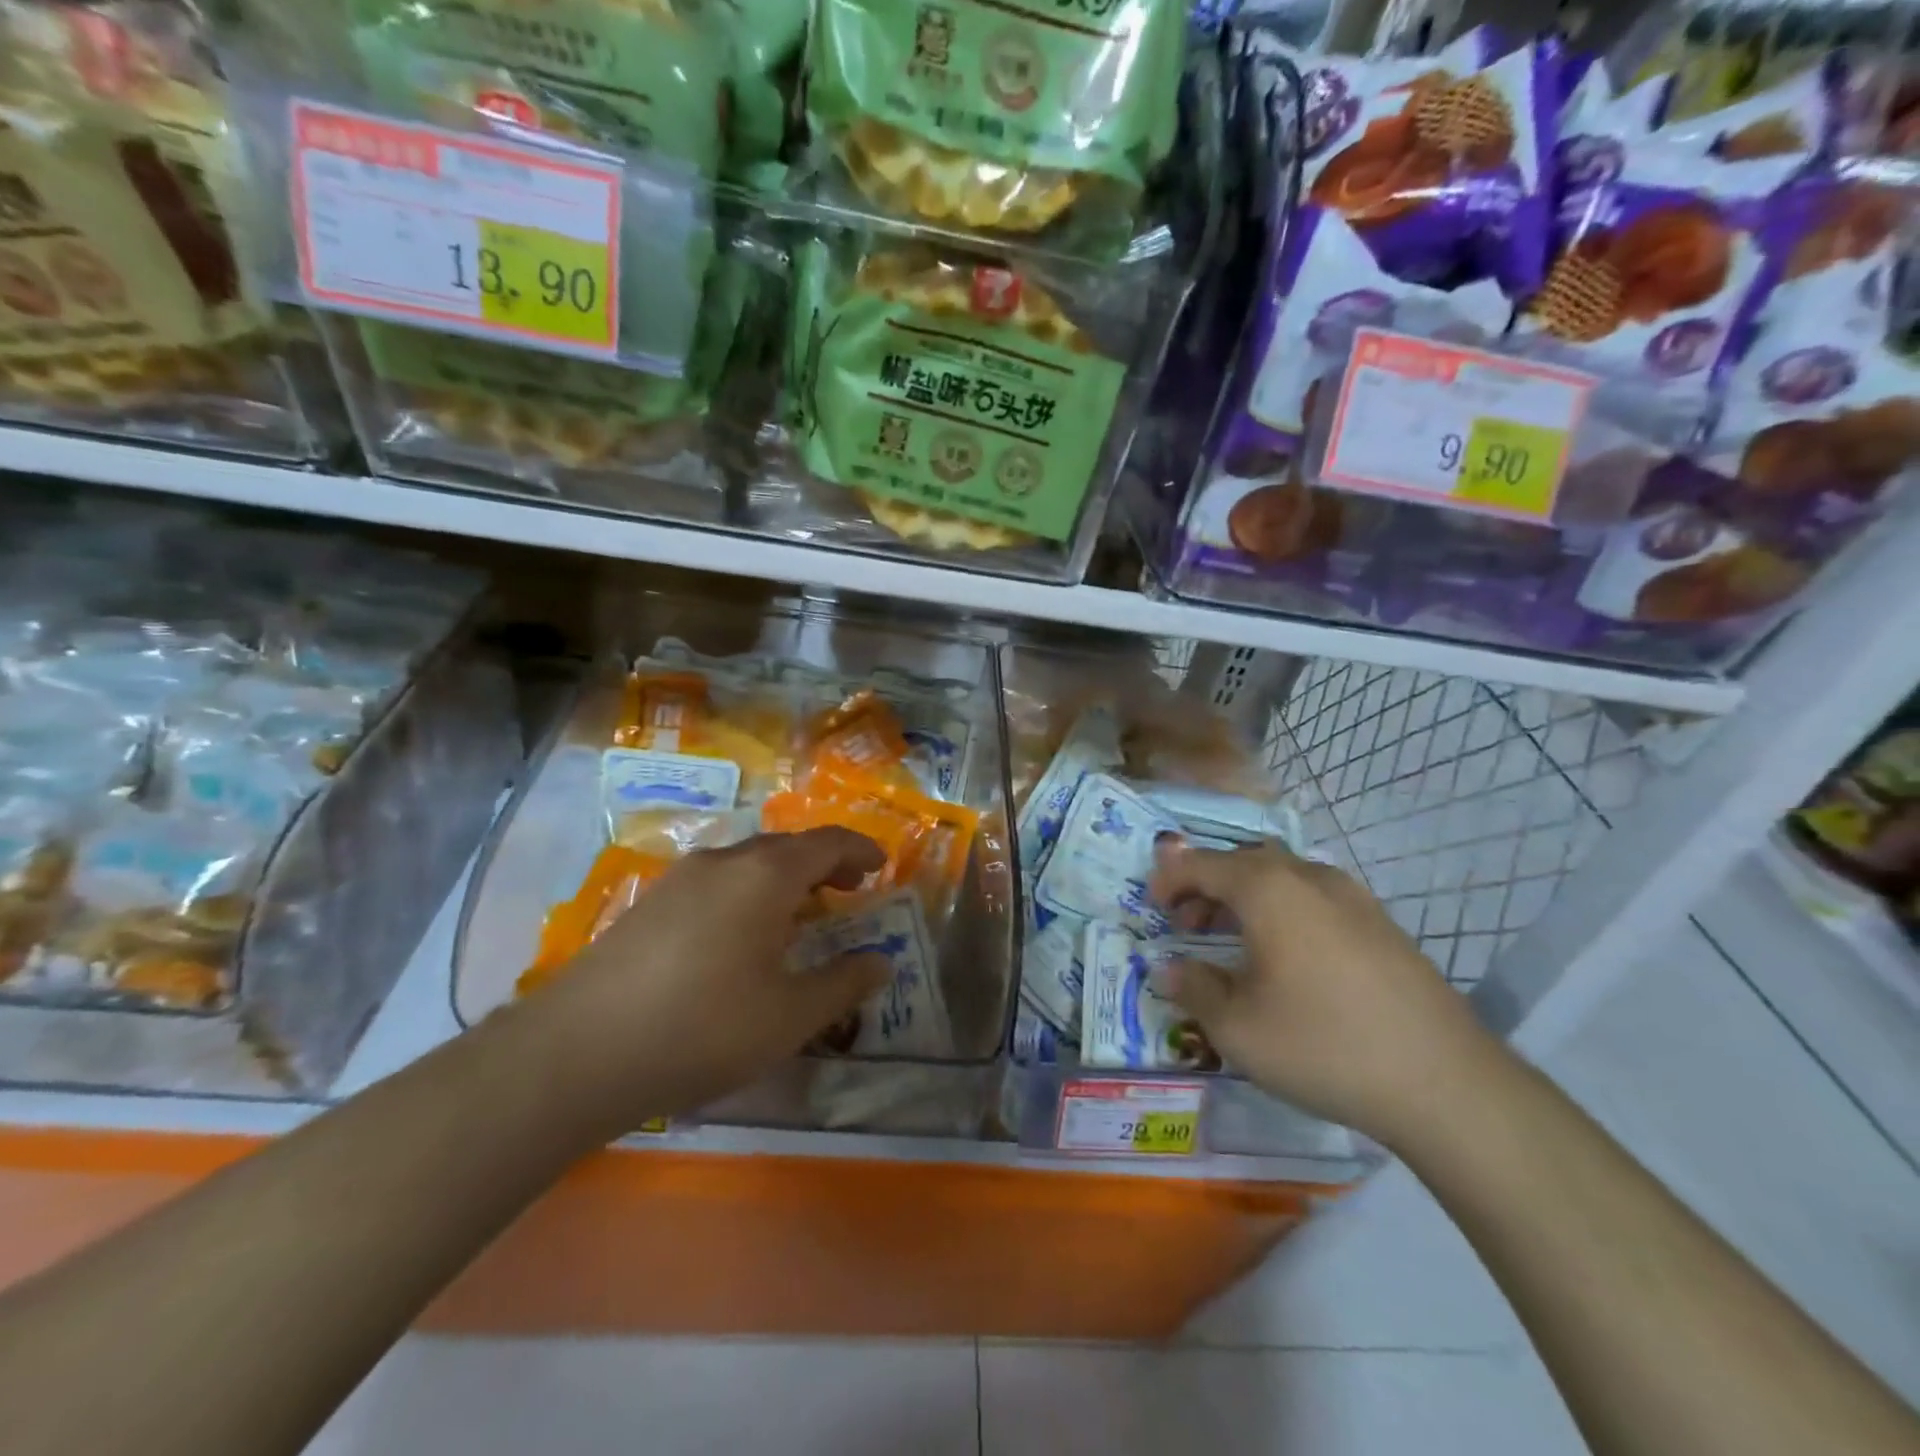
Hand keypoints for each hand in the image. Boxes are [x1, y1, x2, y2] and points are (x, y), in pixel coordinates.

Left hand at [515, 828, 889, 1138]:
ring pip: (746, 864)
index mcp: (766, 875)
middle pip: (786, 847)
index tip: (881, 867)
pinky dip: (746, 895)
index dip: (860, 851)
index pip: (827, 843)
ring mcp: (679, 879)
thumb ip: (843, 983)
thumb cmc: (703, 1028)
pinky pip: (715, 883)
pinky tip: (738, 939)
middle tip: (846, 893)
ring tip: (796, 918)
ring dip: (782, 881)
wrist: (576, 1052)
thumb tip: (881, 961)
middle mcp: (724, 862)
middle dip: (823, 865)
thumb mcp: (790, 1016)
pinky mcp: (648, 904)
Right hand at [1150, 840, 1498, 1144]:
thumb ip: (1193, 988)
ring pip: (1283, 876)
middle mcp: (1309, 877)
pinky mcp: (1383, 924)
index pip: (1202, 864)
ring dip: (1247, 896)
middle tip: (1188, 925)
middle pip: (1244, 862)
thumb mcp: (1237, 1028)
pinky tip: (1290, 958)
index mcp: (1268, 889)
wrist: (1445, 1082)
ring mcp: (1354, 897)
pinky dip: (1285, 910)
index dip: (1170, 880)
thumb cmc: (1323, 1045)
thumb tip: (1169, 968)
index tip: (1152, 906)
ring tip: (1236, 940)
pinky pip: (1315, 897)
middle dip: (1207, 885)